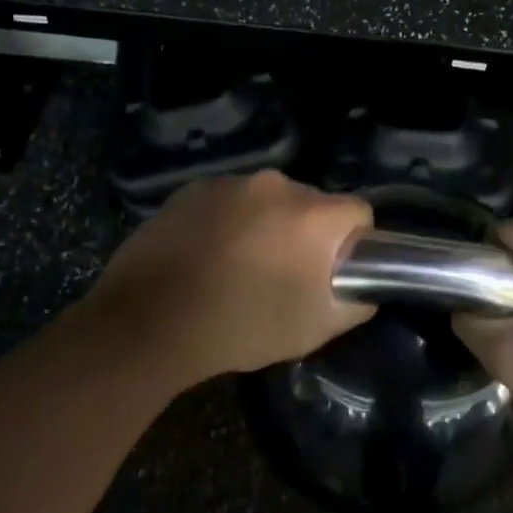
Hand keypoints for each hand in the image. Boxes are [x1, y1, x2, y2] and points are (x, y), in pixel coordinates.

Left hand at [76, 171, 374, 392]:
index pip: (359, 212)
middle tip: (285, 275)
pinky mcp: (193, 188)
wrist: (148, 322)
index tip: (333, 272)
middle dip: (307, 234)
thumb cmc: (241, 326)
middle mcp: (276, 184)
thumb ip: (355, 302)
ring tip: (241, 267)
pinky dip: (229, 221)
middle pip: (312, 204)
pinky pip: (230, 201)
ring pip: (268, 201)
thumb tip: (364, 287)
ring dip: (267, 225)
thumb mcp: (314, 330)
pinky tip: (208, 256)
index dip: (354, 243)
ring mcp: (231, 182)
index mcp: (313, 214)